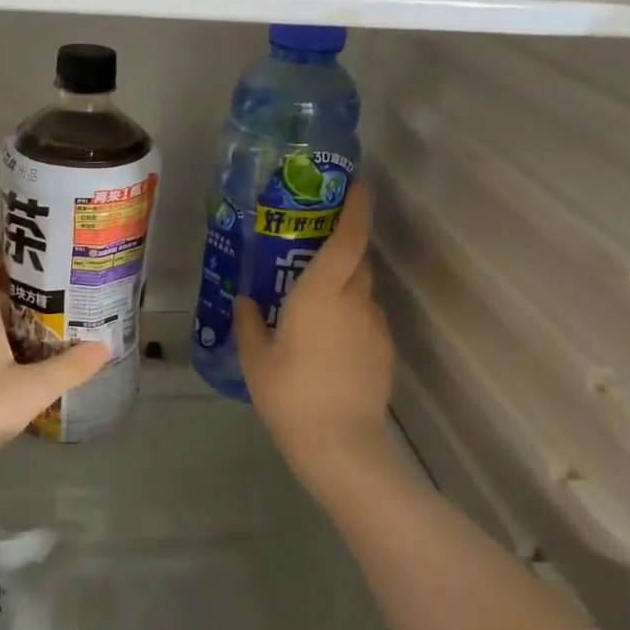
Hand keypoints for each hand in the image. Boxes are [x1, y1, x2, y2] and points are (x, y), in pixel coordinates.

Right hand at [236, 183, 393, 486]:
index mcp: (321, 293)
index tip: (358, 186)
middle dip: (343, 248)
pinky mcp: (384, 351)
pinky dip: (351, 317)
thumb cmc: (289, 393)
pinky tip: (329, 342)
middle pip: (358, 260)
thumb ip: (249, 322)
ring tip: (316, 306)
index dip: (356, 208)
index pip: (348, 238)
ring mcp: (374, 327)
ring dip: (345, 286)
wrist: (339, 443)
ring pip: (363, 291)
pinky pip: (366, 319)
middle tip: (314, 251)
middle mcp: (354, 300)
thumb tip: (246, 300)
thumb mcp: (256, 356)